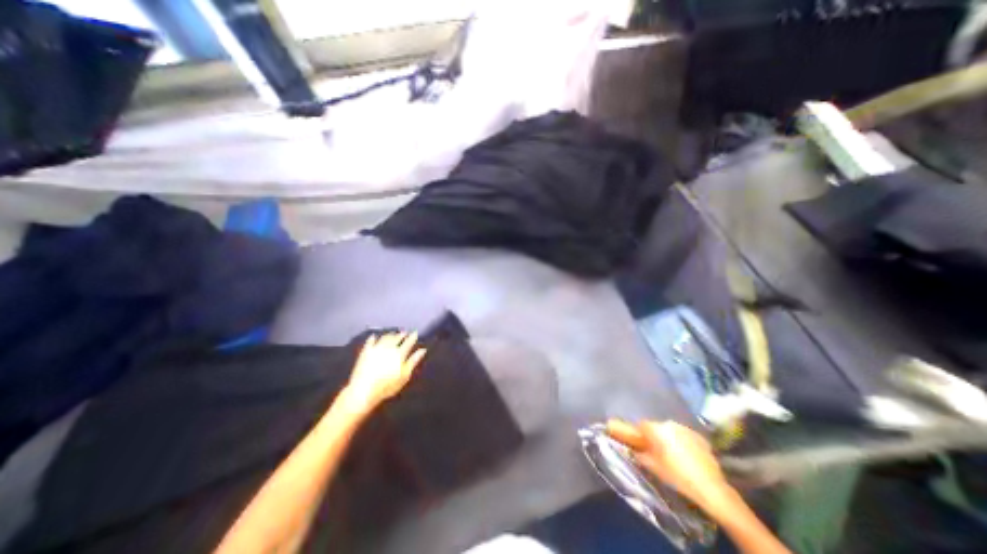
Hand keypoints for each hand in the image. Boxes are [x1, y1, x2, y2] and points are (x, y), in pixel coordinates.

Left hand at [343, 333, 423, 411]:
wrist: (363, 390)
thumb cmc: (387, 386)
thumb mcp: (404, 376)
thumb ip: (413, 361)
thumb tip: (422, 350)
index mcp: (399, 354)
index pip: (408, 342)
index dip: (412, 337)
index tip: (415, 333)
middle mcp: (389, 348)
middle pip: (397, 338)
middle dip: (401, 334)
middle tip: (404, 332)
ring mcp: (376, 348)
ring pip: (385, 338)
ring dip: (390, 334)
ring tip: (393, 334)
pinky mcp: (365, 352)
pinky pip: (370, 342)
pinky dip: (373, 338)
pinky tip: (374, 336)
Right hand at [611, 422, 730, 517]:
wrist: (711, 488)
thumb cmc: (676, 476)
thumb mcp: (652, 467)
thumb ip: (640, 455)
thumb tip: (634, 450)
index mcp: (657, 429)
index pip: (641, 425)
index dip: (638, 433)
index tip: (639, 443)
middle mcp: (670, 424)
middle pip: (657, 427)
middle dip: (655, 436)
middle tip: (655, 451)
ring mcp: (686, 429)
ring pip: (671, 431)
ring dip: (668, 439)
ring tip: (671, 455)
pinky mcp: (699, 437)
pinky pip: (684, 436)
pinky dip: (682, 443)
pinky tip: (685, 457)